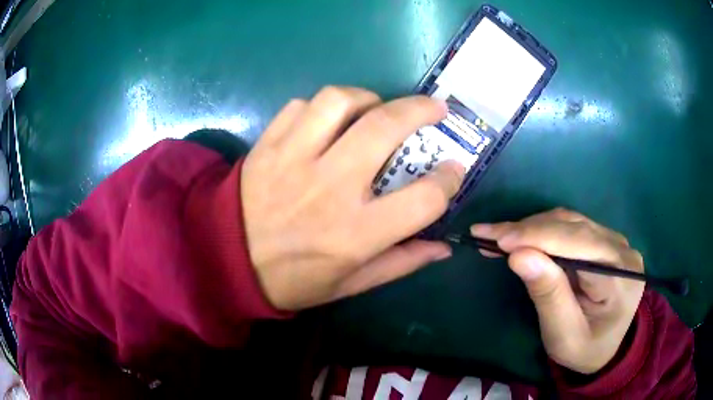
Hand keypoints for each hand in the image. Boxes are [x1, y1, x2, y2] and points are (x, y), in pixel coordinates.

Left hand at [242, 86, 464, 310]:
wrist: (227, 262)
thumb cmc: (293, 280)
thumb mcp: (350, 285)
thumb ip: (400, 263)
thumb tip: (443, 247)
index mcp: (355, 233)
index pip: (423, 199)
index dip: (448, 180)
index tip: (453, 170)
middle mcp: (329, 187)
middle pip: (385, 128)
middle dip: (420, 110)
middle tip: (435, 109)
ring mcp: (293, 159)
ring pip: (339, 101)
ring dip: (368, 98)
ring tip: (375, 109)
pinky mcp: (267, 145)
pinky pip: (299, 107)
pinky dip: (321, 108)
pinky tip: (327, 123)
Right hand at [471, 208, 644, 373]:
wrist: (605, 349)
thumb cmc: (584, 350)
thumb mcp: (563, 334)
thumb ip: (548, 295)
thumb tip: (519, 256)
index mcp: (621, 275)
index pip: (579, 244)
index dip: (538, 237)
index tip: (497, 239)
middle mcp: (622, 249)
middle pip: (573, 227)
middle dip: (528, 230)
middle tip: (487, 234)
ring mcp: (615, 241)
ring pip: (570, 222)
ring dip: (532, 228)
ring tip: (499, 236)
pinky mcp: (604, 241)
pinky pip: (571, 227)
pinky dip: (542, 231)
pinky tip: (522, 238)